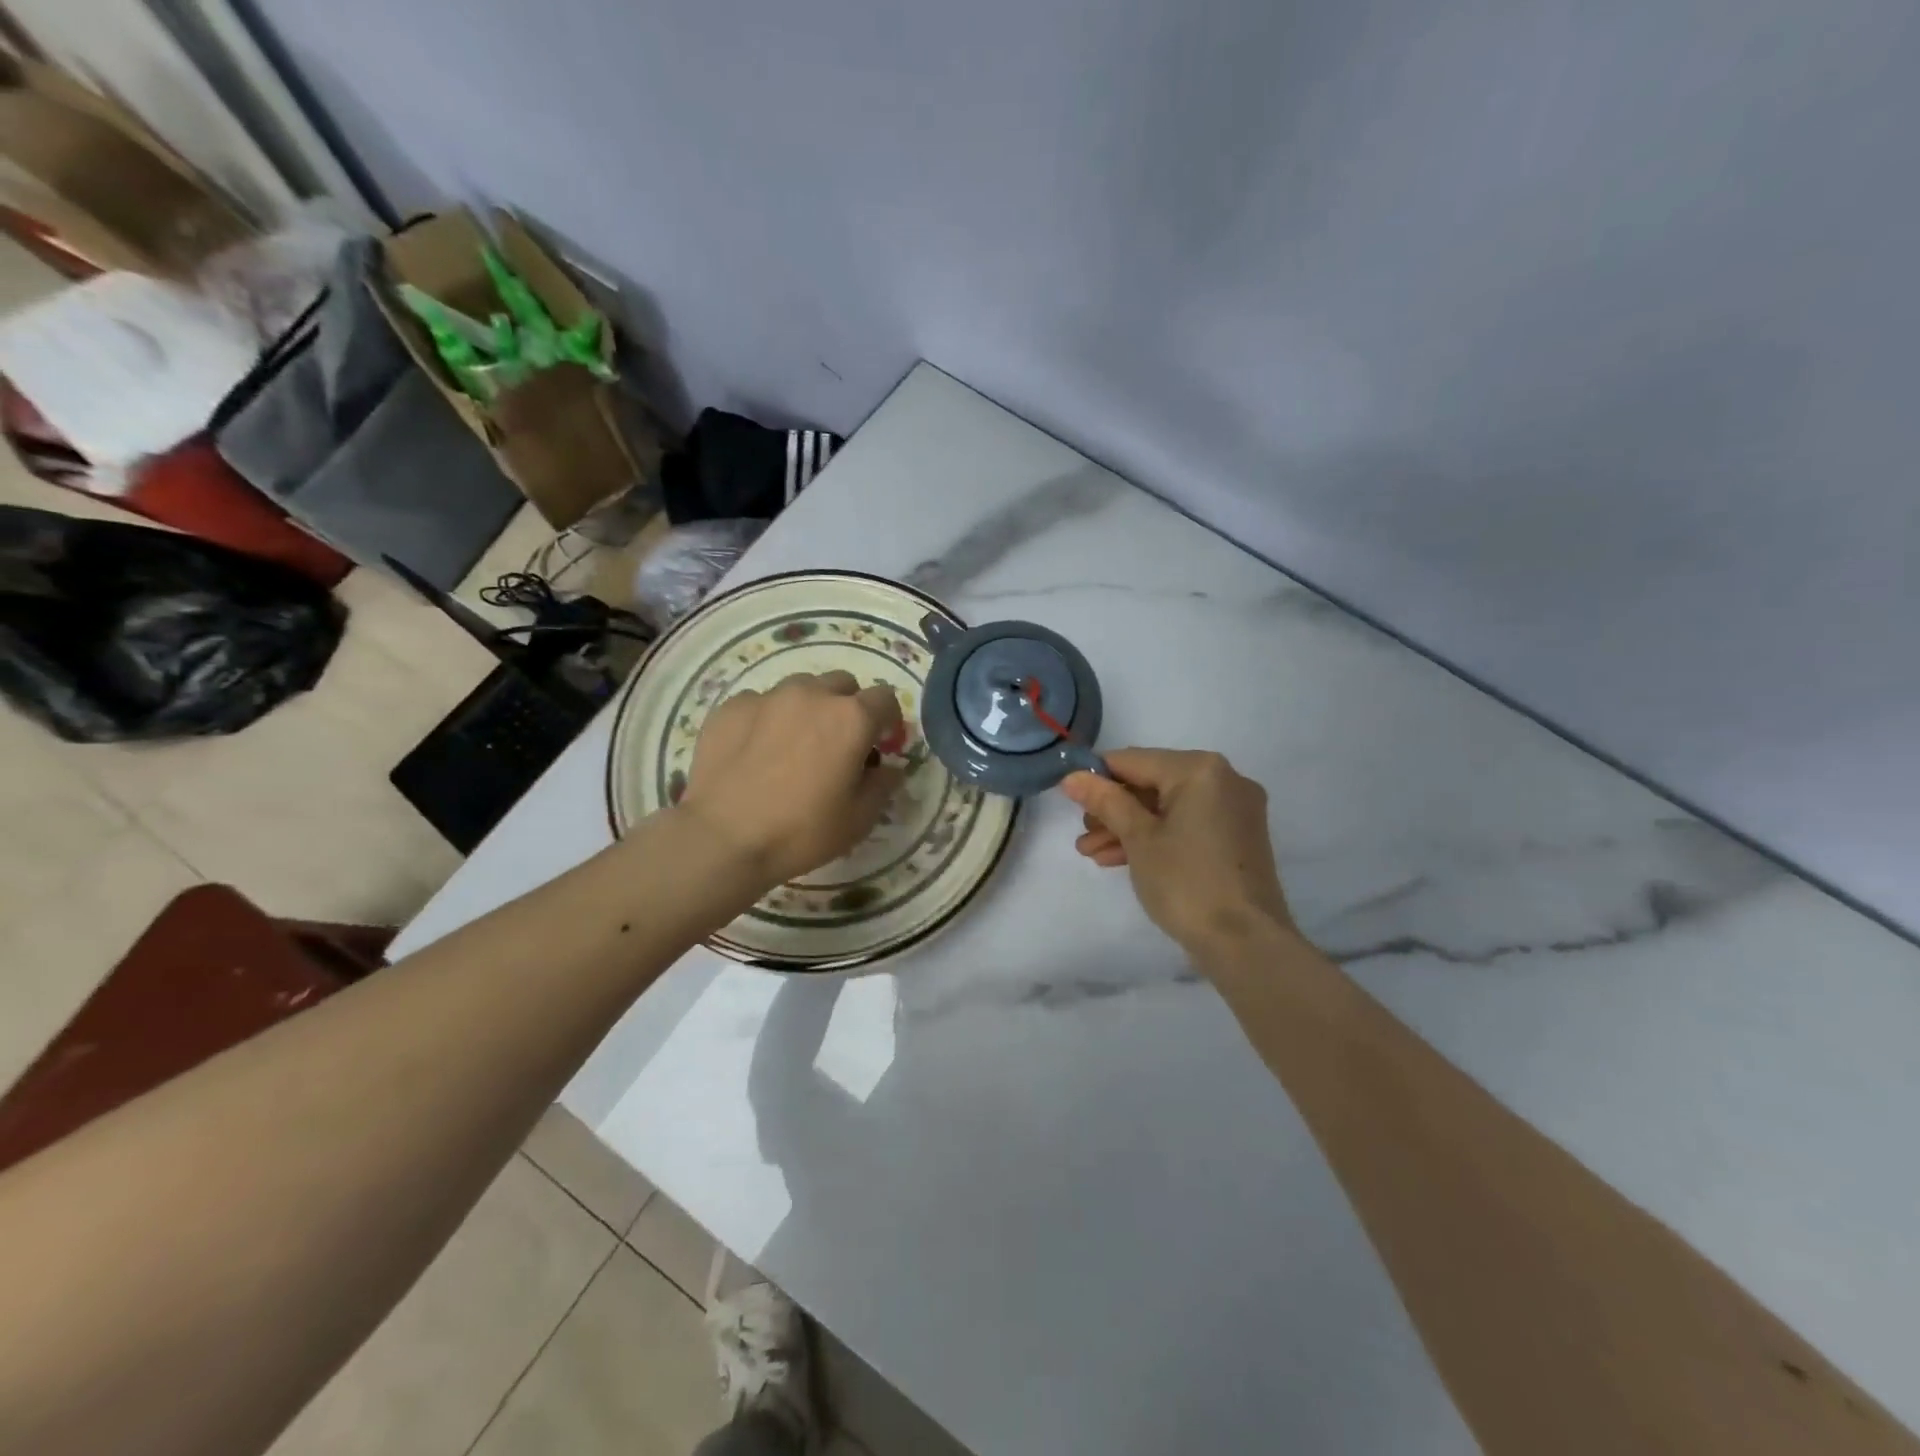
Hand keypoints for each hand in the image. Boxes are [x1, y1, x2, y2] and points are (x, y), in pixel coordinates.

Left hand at [678, 671, 904, 892]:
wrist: (723, 839)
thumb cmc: (801, 832)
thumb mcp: (858, 819)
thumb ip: (883, 785)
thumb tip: (890, 768)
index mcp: (851, 718)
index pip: (885, 698)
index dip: (888, 720)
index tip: (881, 743)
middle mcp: (812, 695)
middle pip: (842, 684)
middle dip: (847, 707)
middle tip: (837, 743)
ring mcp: (768, 696)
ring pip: (801, 687)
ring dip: (808, 707)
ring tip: (794, 743)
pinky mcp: (731, 706)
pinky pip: (760, 701)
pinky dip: (767, 718)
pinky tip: (755, 750)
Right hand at [1062, 749, 1292, 953]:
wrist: (1246, 944)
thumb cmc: (1186, 883)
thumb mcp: (1137, 838)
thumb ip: (1105, 801)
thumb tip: (1072, 776)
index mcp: (1200, 769)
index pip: (1133, 760)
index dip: (1096, 778)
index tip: (1068, 798)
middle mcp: (1224, 779)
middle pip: (1152, 783)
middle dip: (1113, 809)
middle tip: (1083, 834)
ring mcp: (1235, 809)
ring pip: (1168, 807)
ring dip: (1129, 826)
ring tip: (1092, 853)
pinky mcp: (1238, 838)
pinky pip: (1188, 825)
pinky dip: (1157, 837)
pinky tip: (1120, 858)